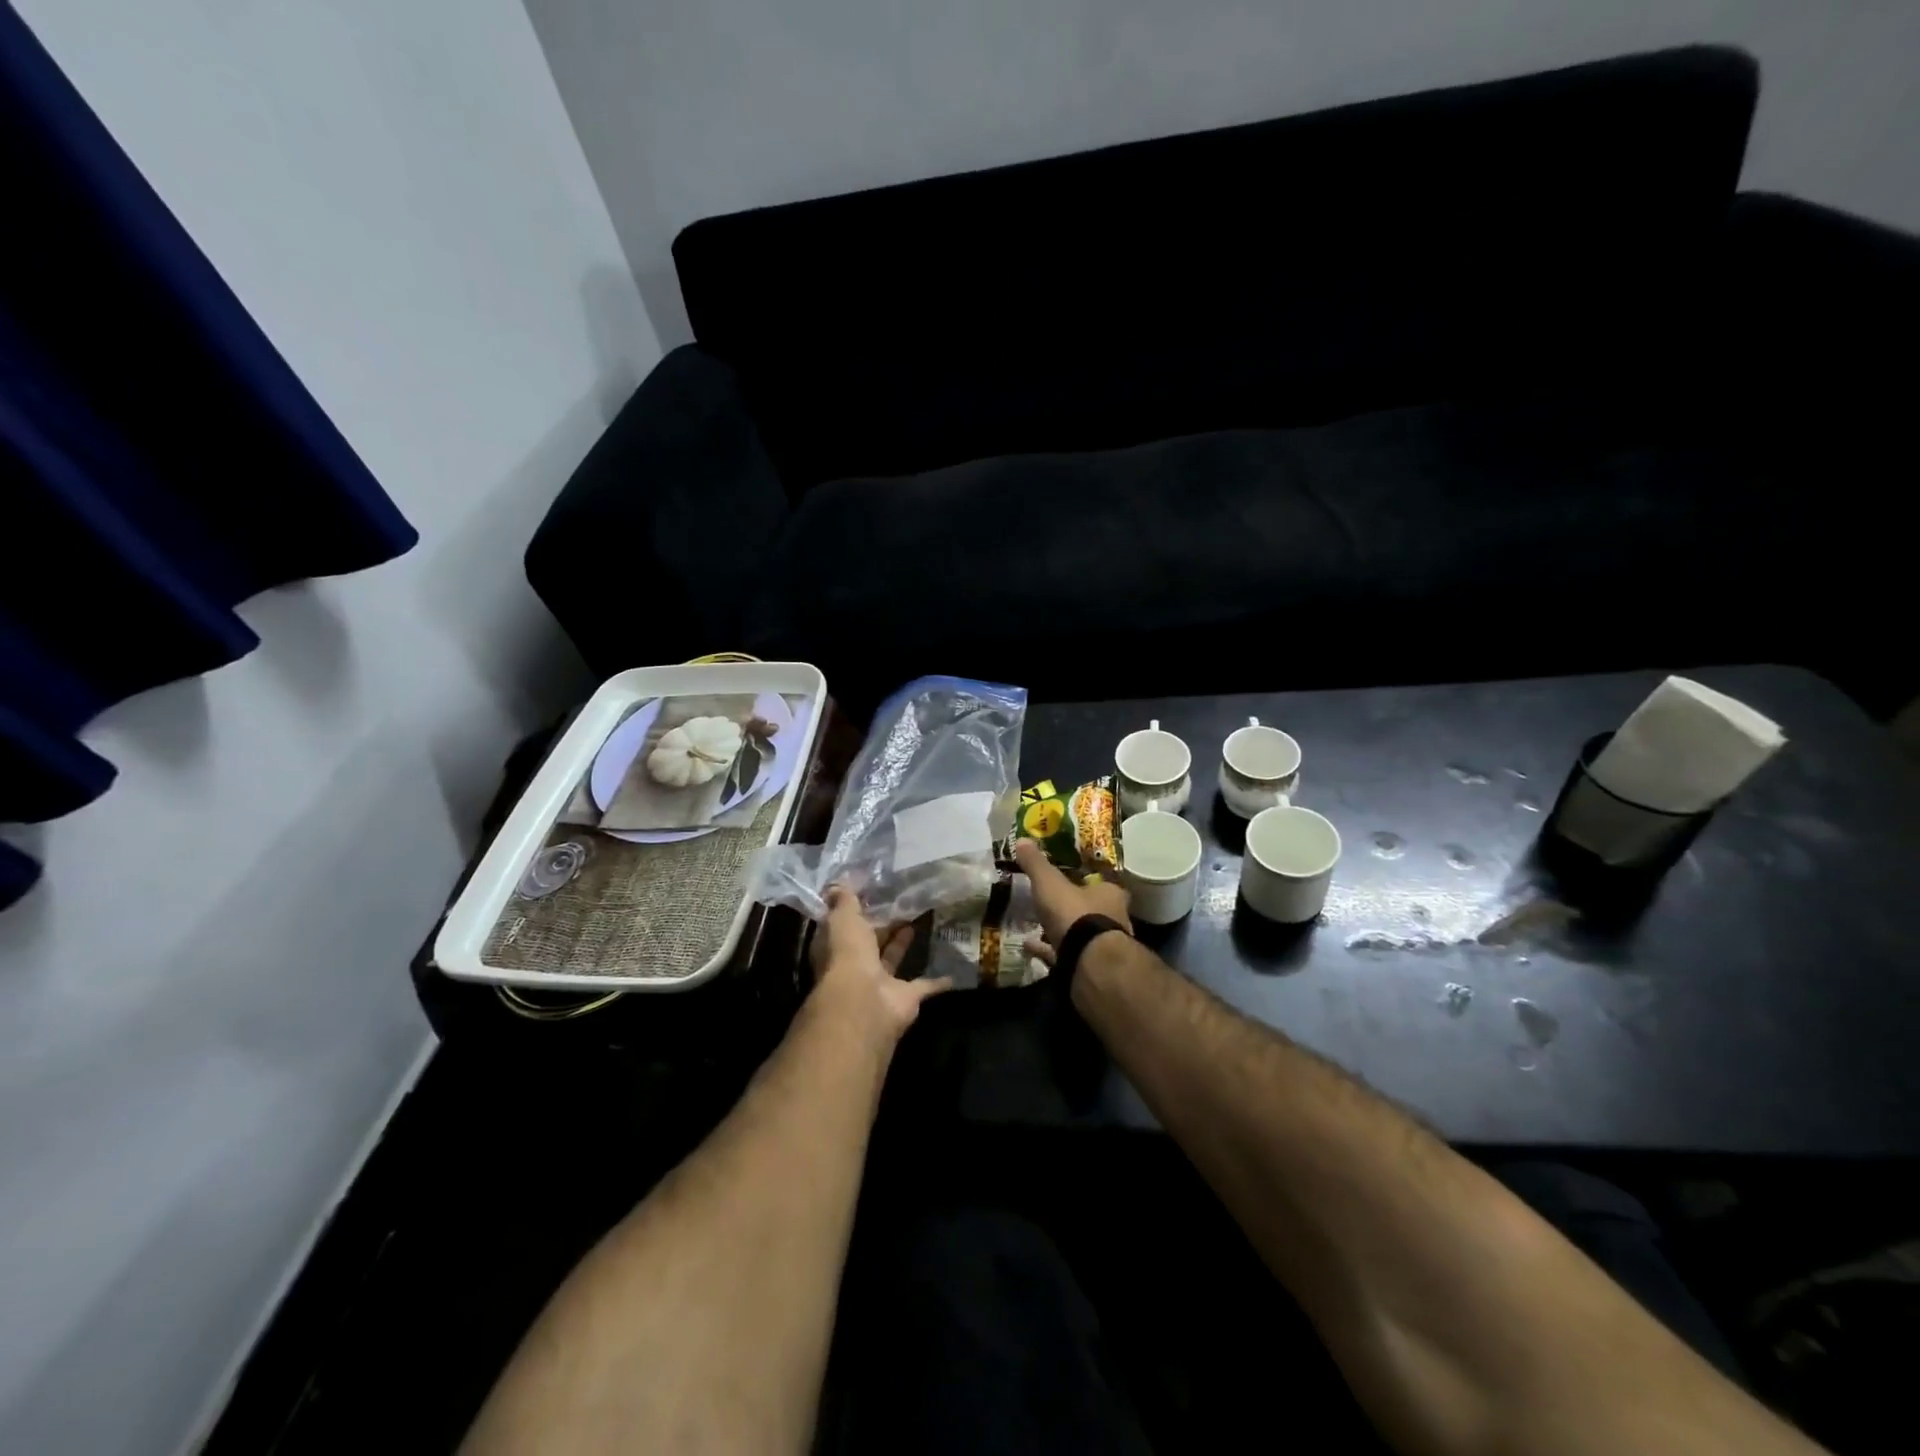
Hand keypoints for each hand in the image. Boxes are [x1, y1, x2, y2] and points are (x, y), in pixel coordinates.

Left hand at [809, 885, 949, 1036]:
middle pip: (870, 942)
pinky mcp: (906, 998)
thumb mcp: (842, 917)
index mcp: (837, 946)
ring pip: (892, 959)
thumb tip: (838, 883)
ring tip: (920, 919)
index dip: (856, 909)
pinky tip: (954, 969)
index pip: (845, 924)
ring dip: (903, 943)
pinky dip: (938, 980)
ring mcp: (880, 984)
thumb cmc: (848, 953)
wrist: (865, 1001)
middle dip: (883, 925)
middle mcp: (856, 965)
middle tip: (902, 902)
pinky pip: (924, 986)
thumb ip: (844, 900)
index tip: (873, 891)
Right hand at [1012, 840, 1131, 966]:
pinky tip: (1027, 945)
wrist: (1088, 962)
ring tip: (1036, 923)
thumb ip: (1037, 864)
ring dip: (1061, 929)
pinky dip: (1047, 949)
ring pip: (1080, 933)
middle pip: (1092, 908)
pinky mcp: (1088, 966)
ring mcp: (1102, 946)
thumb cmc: (1075, 913)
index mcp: (1110, 894)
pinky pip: (1065, 953)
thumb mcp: (1050, 883)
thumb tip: (1022, 839)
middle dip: (1073, 906)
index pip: (1103, 883)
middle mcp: (1112, 918)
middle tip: (1051, 900)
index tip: (1068, 877)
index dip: (1085, 880)